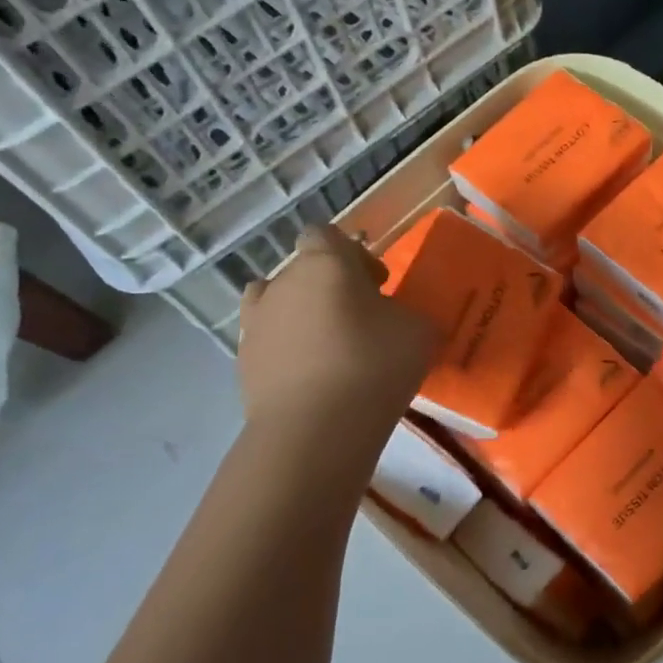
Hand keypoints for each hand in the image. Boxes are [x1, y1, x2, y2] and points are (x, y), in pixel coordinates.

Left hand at [237, 225, 437, 427]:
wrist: (316, 429)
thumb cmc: (374, 364)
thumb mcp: (418, 330)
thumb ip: (404, 311)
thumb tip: (392, 316)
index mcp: (324, 263)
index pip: (325, 234)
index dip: (351, 253)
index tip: (376, 283)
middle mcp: (281, 283)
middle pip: (303, 270)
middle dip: (330, 287)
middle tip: (361, 318)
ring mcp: (256, 323)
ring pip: (279, 304)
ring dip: (302, 315)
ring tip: (329, 346)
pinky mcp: (244, 362)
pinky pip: (270, 342)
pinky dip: (287, 350)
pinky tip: (312, 376)